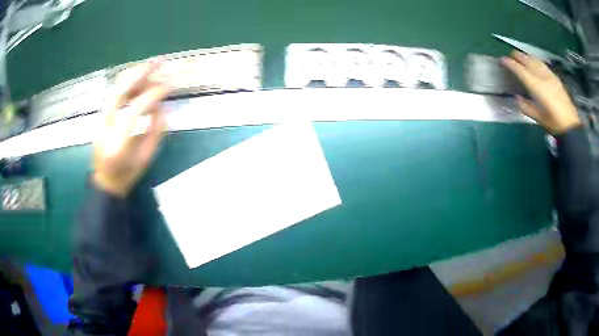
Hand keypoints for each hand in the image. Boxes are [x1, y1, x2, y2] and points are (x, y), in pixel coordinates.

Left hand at [93, 61, 169, 196]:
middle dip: (142, 73)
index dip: (154, 95)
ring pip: (116, 87)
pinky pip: (115, 92)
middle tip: (160, 61)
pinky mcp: (101, 116)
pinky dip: (128, 81)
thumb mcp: (146, 158)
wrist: (104, 182)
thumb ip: (155, 131)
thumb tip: (162, 105)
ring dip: (135, 74)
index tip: (170, 85)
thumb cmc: (127, 175)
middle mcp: (105, 127)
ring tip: (153, 66)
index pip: (135, 110)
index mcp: (117, 144)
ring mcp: (100, 120)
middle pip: (121, 91)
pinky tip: (141, 78)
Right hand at [501, 50, 579, 134]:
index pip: (520, 70)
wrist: (571, 125)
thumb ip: (526, 107)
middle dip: (517, 56)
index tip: (502, 61)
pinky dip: (535, 60)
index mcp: (537, 87)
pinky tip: (535, 62)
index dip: (510, 64)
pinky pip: (542, 64)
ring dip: (526, 56)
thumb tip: (517, 98)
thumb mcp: (538, 118)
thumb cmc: (554, 124)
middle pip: (527, 60)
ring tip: (521, 56)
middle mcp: (542, 77)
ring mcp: (550, 75)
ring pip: (535, 59)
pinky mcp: (555, 77)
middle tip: (510, 56)